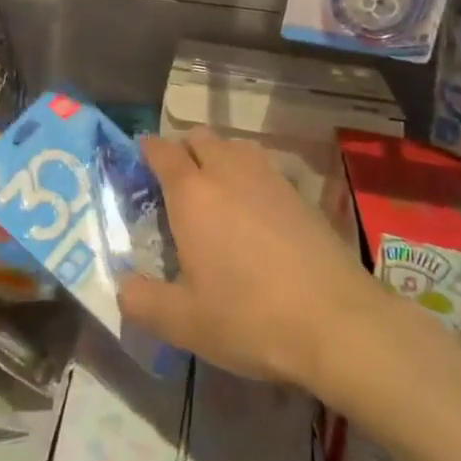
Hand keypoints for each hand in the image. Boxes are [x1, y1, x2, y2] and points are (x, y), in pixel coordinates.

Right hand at [118, 128, 375, 389]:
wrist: (338, 323)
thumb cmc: (250, 318)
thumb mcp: (184, 323)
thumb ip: (142, 301)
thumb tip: (122, 287)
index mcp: (193, 194)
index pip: (162, 151)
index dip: (147, 150)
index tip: (138, 160)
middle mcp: (229, 172)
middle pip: (200, 138)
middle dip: (182, 149)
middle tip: (174, 183)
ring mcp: (269, 179)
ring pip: (235, 147)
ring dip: (218, 156)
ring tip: (214, 191)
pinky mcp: (300, 194)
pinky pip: (263, 167)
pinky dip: (249, 174)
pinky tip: (253, 210)